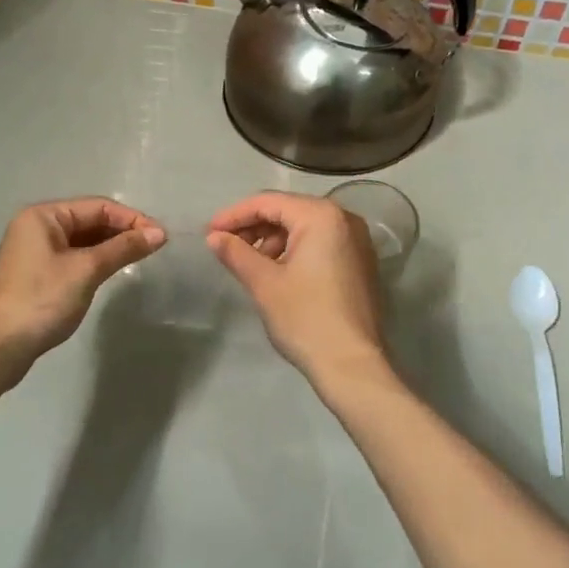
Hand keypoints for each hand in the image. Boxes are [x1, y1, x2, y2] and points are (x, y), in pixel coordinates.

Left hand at [0, 198, 165, 377]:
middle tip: (155, 248)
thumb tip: (159, 233)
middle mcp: (37, 227)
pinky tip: (113, 272)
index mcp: (43, 216)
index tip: (162, 236)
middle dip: (122, 232)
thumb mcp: (86, 270)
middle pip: (89, 220)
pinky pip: (74, 258)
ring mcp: (35, 252)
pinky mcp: (37, 275)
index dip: (131, 219)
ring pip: (82, 241)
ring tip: (140, 258)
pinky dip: (95, 262)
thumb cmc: (41, 300)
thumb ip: (123, 248)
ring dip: (110, 247)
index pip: (97, 207)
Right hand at [206, 192, 386, 387]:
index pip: (268, 202)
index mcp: (321, 216)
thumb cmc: (305, 319)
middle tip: (225, 247)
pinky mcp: (360, 262)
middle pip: (288, 210)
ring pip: (304, 227)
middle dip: (253, 226)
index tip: (208, 232)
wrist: (353, 365)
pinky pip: (320, 243)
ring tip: (249, 263)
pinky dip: (294, 250)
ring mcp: (357, 240)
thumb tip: (214, 237)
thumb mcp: (264, 283)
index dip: (233, 215)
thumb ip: (236, 253)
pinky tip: (276, 271)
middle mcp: (344, 219)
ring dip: (273, 239)